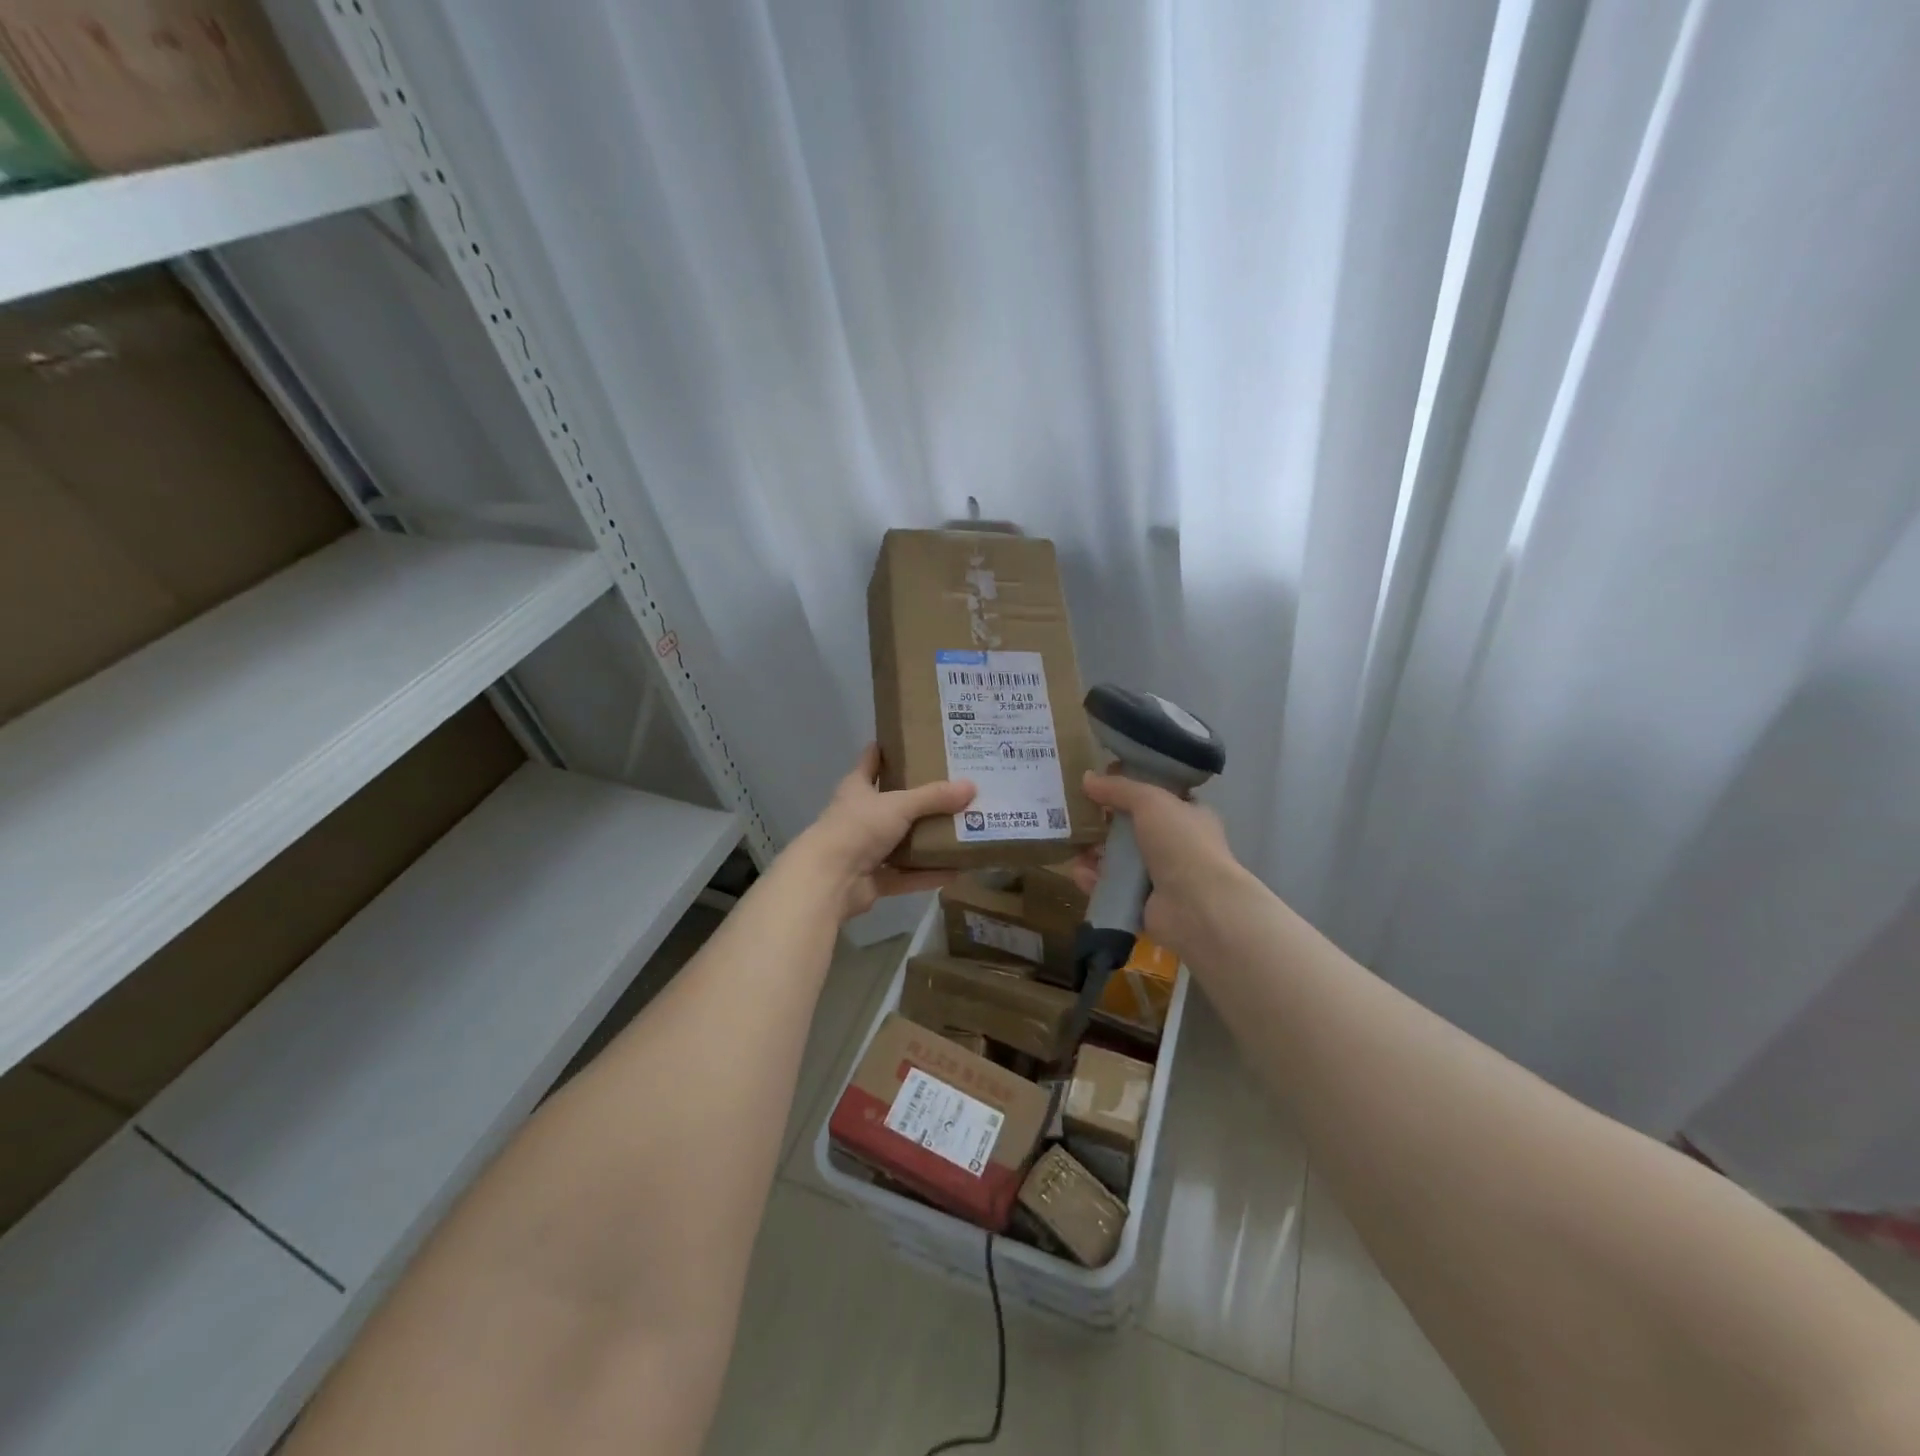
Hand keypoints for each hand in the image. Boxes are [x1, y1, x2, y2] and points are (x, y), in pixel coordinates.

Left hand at [789, 744, 975, 919]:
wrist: (829, 879)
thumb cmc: (858, 828)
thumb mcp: (899, 805)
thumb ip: (934, 797)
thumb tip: (971, 786)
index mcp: (857, 788)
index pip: (871, 760)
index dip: (887, 749)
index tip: (912, 739)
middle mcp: (859, 816)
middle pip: (892, 802)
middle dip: (919, 797)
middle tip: (953, 786)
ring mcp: (865, 849)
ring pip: (901, 841)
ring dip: (926, 839)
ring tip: (960, 828)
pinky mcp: (873, 879)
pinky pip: (906, 875)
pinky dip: (928, 874)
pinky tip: (955, 870)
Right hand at [1068, 769, 1243, 955]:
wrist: (1198, 905)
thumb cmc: (1181, 843)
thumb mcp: (1150, 801)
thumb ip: (1119, 788)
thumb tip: (1087, 778)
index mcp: (1189, 816)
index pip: (1157, 799)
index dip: (1129, 791)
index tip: (1100, 786)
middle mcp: (1177, 846)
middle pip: (1133, 830)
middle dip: (1104, 825)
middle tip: (1077, 817)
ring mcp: (1161, 878)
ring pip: (1119, 861)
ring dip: (1094, 853)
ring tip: (1072, 846)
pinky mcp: (1143, 905)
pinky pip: (1112, 888)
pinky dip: (1094, 881)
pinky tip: (1078, 873)